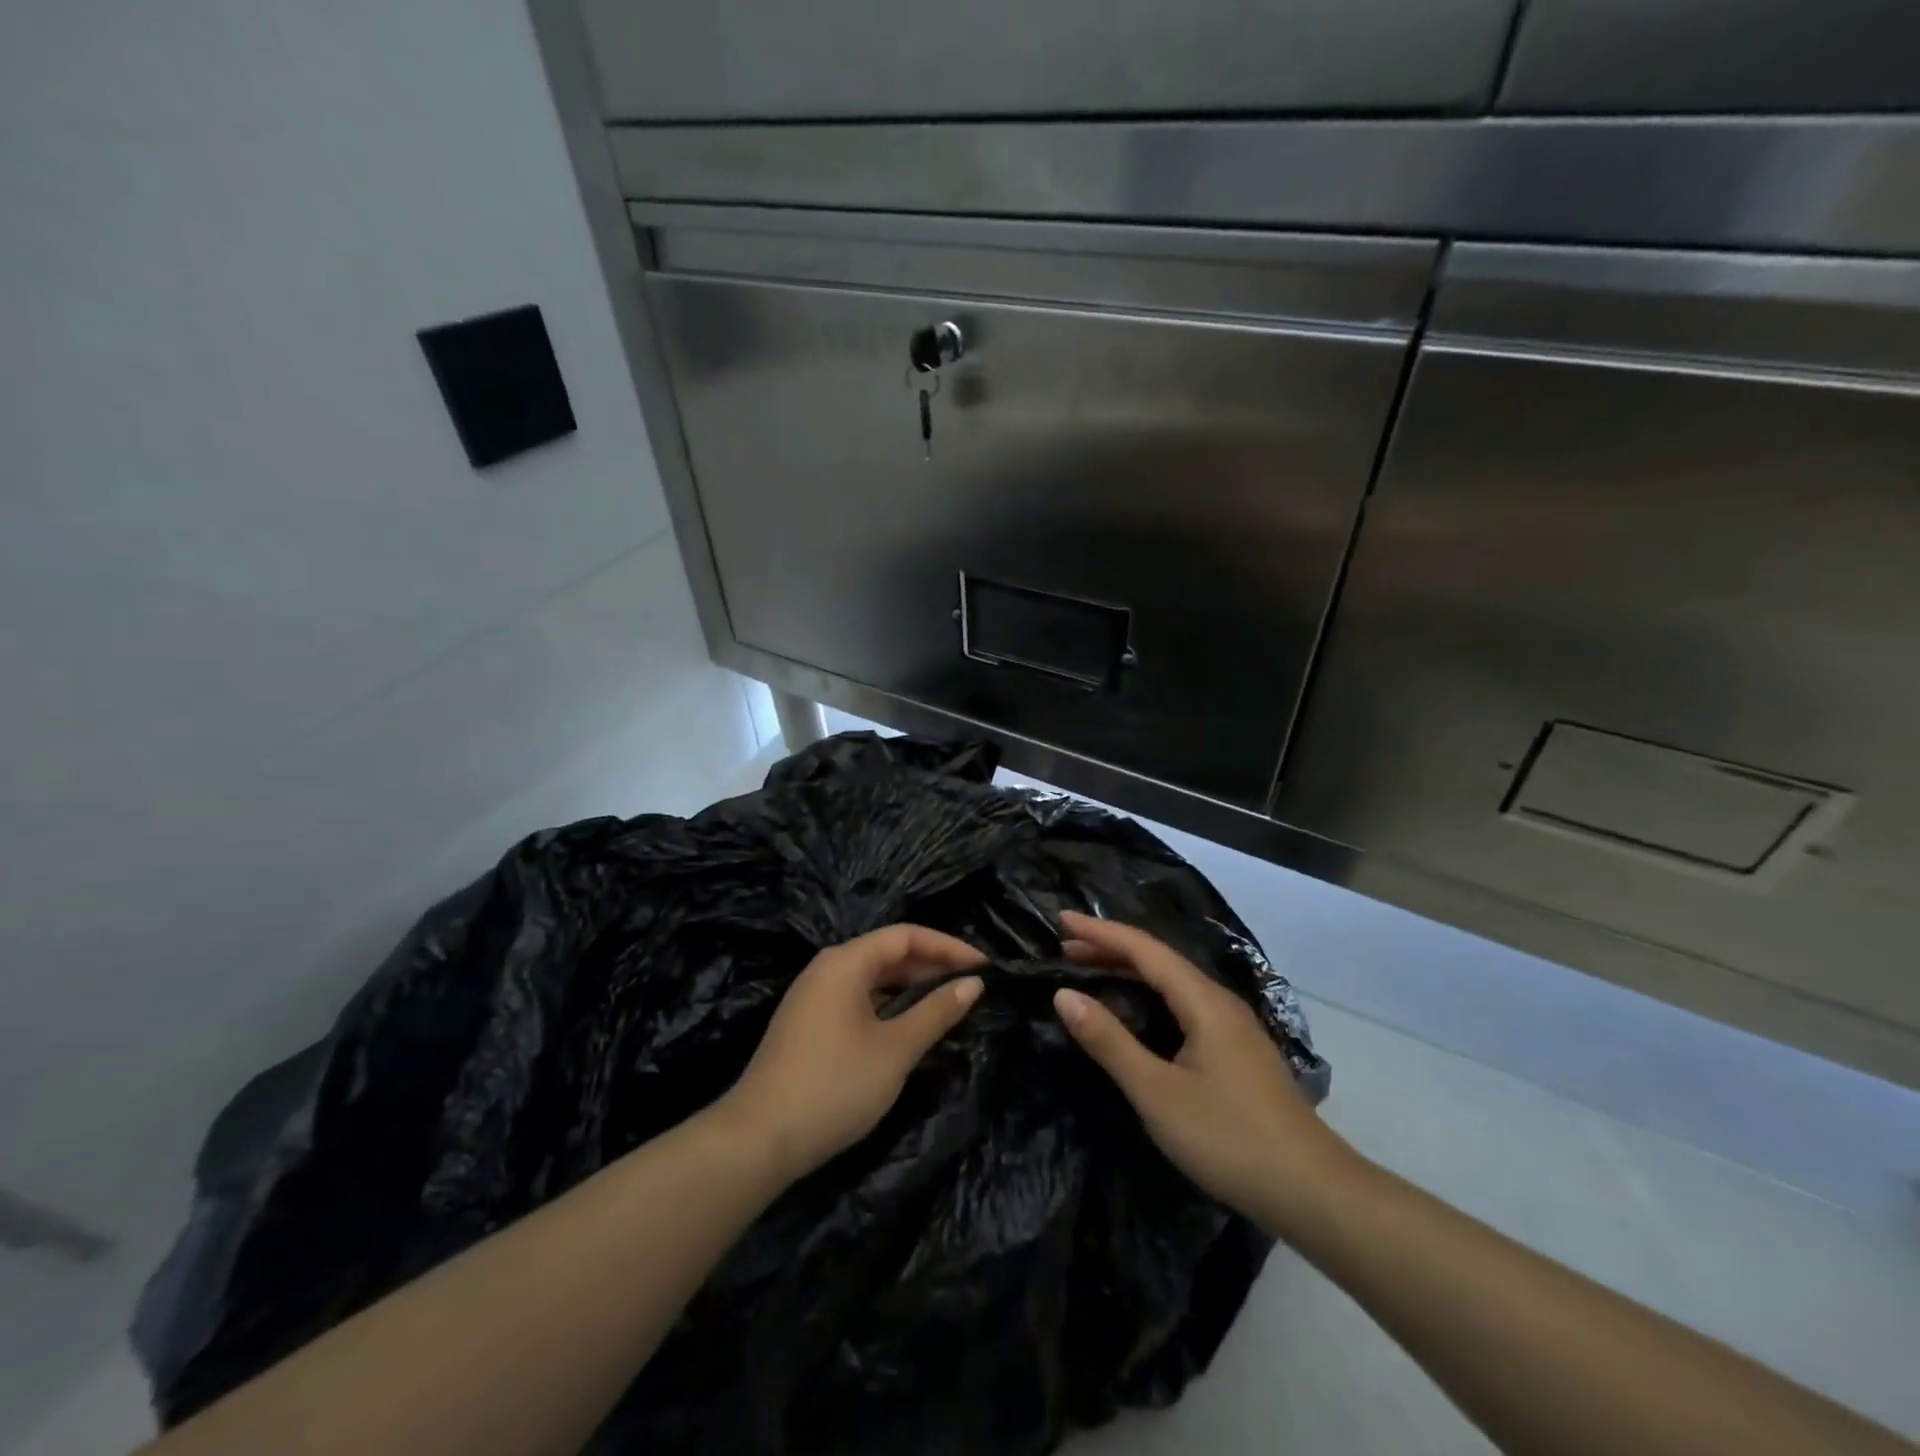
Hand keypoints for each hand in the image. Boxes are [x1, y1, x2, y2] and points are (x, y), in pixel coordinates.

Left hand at [717, 925, 985, 1182]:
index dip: (947, 946)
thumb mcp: (895, 1050)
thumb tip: (973, 983)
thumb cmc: (834, 1085)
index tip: (983, 965)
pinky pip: (856, 999)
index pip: (905, 936)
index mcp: (845, 962)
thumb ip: (936, 1012)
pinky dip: (887, 1005)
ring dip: (909, 987)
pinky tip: (906, 1028)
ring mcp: (812, 996)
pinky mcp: (807, 1024)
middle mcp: (826, 968)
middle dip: (930, 966)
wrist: (758, 1140)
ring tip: (946, 1005)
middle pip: (886, 953)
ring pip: (871, 978)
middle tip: (970, 986)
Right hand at [1052, 910, 1349, 1232]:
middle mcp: (1220, 1002)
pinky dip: (1150, 996)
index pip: (1144, 949)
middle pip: (1160, 960)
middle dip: (1111, 949)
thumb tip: (1065, 995)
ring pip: (1174, 983)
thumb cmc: (1229, 1139)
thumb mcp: (1157, 1092)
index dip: (1101, 932)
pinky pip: (1184, 1004)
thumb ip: (1110, 1041)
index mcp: (1203, 1001)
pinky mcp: (1238, 1052)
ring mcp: (1234, 1027)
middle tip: (1065, 949)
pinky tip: (1138, 1013)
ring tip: (1090, 972)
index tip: (1062, 920)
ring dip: (1130, 972)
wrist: (1314, 1193)